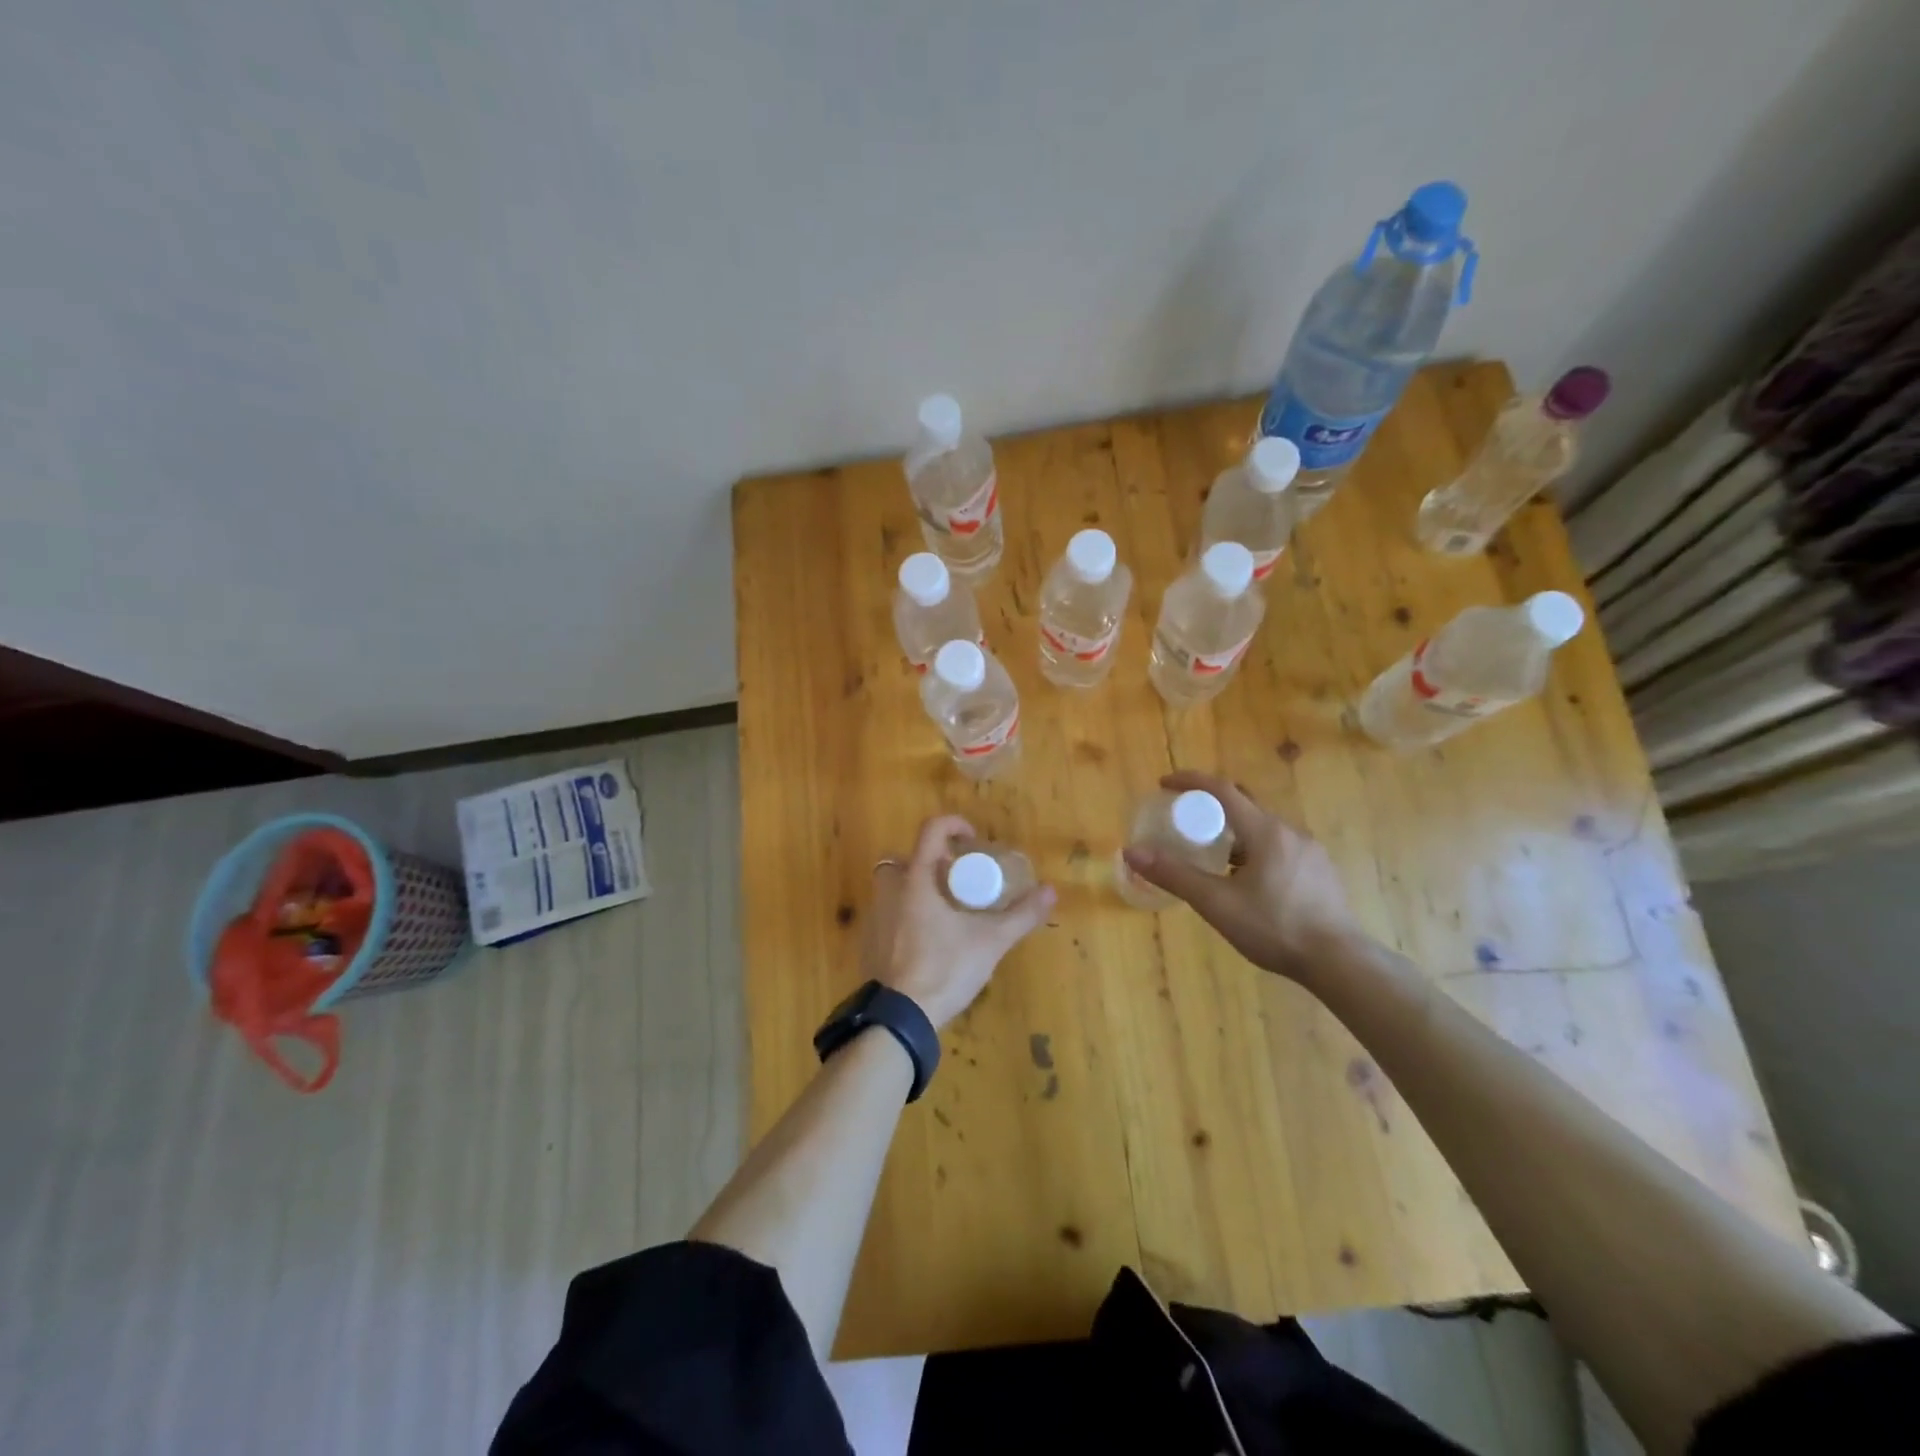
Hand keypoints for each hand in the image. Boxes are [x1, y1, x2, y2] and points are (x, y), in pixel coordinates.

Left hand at [865, 816, 1055, 1029]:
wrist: (900, 1018)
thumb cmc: (945, 969)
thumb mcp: (990, 941)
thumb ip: (1022, 915)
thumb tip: (1051, 892)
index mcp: (916, 879)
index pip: (931, 830)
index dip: (953, 824)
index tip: (972, 839)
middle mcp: (890, 890)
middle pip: (906, 858)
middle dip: (930, 862)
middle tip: (956, 880)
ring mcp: (875, 916)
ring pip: (893, 886)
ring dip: (917, 888)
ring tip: (946, 910)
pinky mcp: (869, 942)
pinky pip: (887, 914)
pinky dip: (905, 916)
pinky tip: (927, 940)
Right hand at [1121, 770, 1363, 984]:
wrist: (1339, 961)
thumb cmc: (1274, 927)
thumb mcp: (1216, 903)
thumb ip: (1174, 875)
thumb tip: (1132, 852)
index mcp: (1265, 831)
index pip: (1222, 790)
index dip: (1190, 782)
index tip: (1164, 785)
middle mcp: (1289, 831)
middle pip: (1244, 805)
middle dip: (1211, 808)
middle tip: (1185, 823)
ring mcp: (1309, 851)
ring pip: (1262, 829)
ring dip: (1234, 833)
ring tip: (1212, 858)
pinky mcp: (1319, 871)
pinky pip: (1279, 847)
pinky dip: (1254, 850)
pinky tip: (1247, 882)